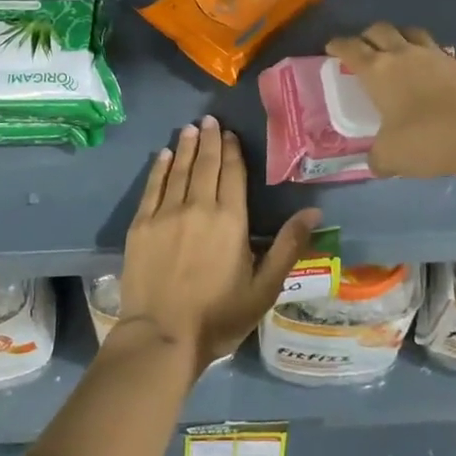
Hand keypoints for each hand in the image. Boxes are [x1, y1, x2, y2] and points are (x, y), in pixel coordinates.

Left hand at [117, 115, 320, 369]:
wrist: (162, 336)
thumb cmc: (219, 316)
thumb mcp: (264, 287)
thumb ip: (288, 246)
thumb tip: (314, 211)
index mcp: (230, 220)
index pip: (233, 174)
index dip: (231, 151)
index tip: (229, 133)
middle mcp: (198, 206)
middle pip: (205, 165)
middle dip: (209, 140)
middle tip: (209, 119)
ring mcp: (166, 214)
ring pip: (178, 170)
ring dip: (185, 147)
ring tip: (190, 129)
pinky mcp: (141, 225)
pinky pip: (152, 187)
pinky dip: (159, 168)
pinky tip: (163, 156)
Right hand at [325, 22, 455, 179]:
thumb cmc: (428, 140)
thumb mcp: (392, 156)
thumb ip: (378, 158)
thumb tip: (376, 163)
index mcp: (378, 71)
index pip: (350, 48)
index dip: (338, 45)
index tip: (332, 47)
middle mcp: (404, 54)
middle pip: (380, 30)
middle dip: (367, 36)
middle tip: (364, 49)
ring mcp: (436, 56)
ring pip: (410, 32)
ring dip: (399, 37)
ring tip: (397, 51)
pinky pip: (437, 50)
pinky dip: (428, 55)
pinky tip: (430, 71)